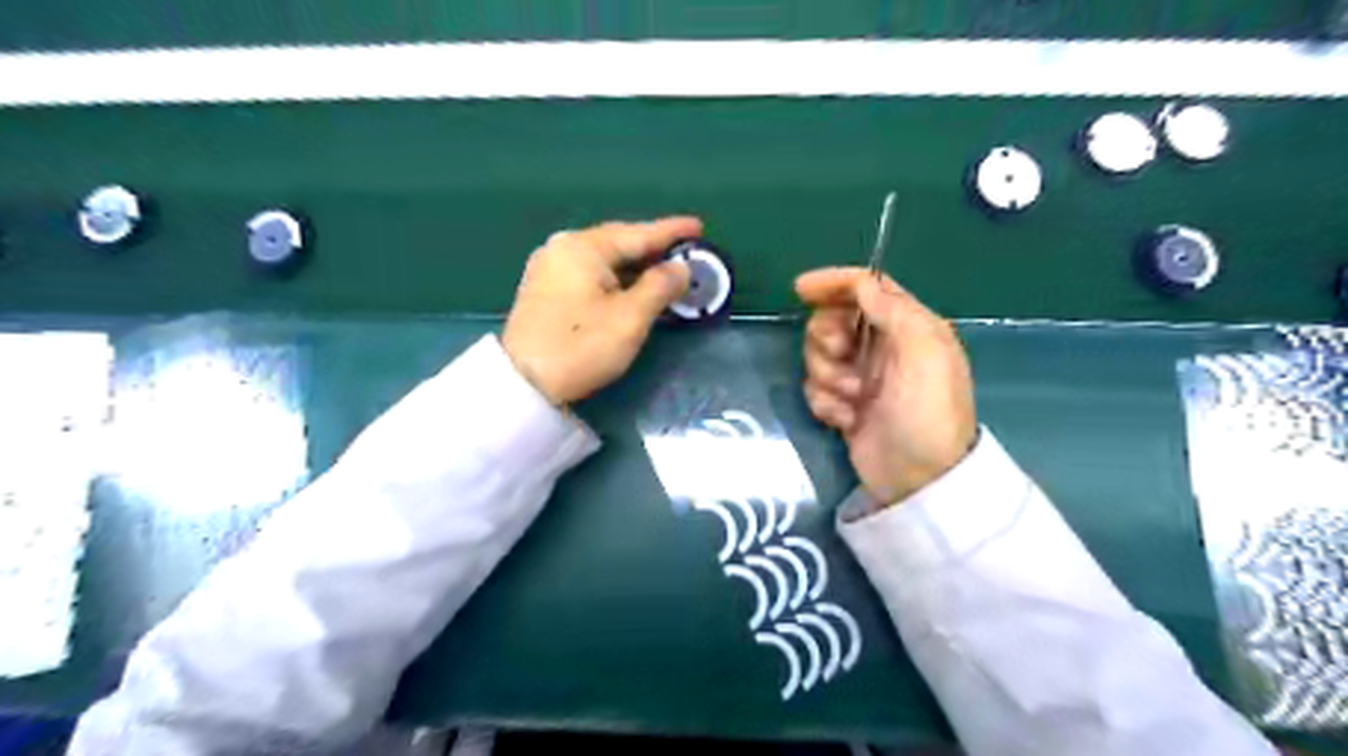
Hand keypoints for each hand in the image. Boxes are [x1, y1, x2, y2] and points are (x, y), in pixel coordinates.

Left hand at [501, 217, 699, 405]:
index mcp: (583, 247)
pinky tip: (633, 286)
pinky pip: (590, 274)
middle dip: (653, 248)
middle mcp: (563, 248)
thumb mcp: (630, 318)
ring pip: (604, 260)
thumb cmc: (581, 347)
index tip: (699, 226)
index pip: (637, 233)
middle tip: (686, 251)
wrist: (523, 384)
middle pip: (618, 243)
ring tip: (665, 269)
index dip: (671, 232)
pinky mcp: (545, 290)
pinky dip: (616, 278)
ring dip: (635, 266)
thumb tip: (680, 268)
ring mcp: (550, 268)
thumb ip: (660, 286)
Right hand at [793, 264, 976, 508]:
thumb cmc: (925, 410)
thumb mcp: (922, 351)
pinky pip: (816, 389)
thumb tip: (862, 282)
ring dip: (828, 376)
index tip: (800, 290)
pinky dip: (825, 402)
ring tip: (852, 399)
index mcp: (907, 326)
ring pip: (819, 356)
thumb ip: (892, 309)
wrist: (919, 478)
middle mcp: (882, 346)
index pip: (866, 288)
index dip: (833, 282)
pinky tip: (846, 419)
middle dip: (828, 339)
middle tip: (842, 358)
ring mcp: (861, 377)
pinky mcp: (845, 405)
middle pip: (833, 320)